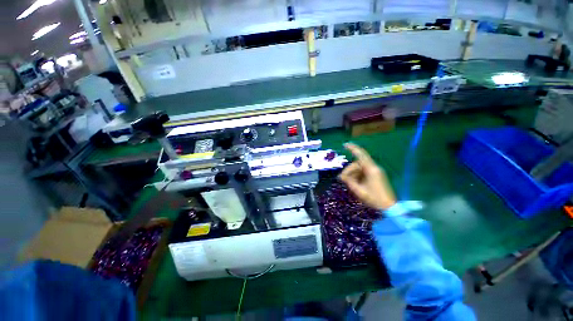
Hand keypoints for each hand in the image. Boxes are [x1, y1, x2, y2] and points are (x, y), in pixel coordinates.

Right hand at [339, 143, 396, 209]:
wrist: (389, 207)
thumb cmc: (374, 199)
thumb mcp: (359, 191)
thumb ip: (349, 181)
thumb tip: (342, 176)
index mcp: (371, 170)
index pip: (361, 155)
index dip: (353, 149)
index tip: (345, 145)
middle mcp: (374, 168)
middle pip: (357, 163)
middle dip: (349, 170)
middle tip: (342, 179)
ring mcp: (376, 171)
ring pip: (360, 168)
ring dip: (353, 174)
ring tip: (349, 183)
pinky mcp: (376, 175)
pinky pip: (363, 172)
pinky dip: (357, 176)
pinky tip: (355, 183)